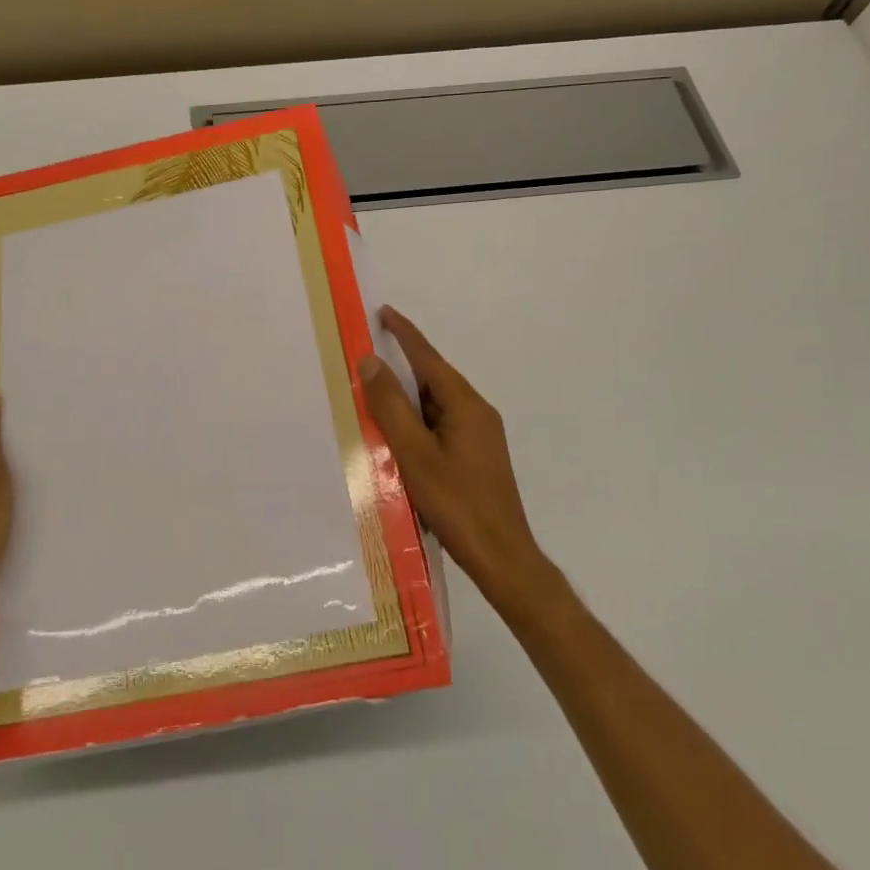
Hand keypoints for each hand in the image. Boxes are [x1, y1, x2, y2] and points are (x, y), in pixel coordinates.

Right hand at [359, 308, 548, 610]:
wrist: (502, 557)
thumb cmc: (456, 503)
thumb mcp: (414, 453)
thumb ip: (391, 406)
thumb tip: (371, 362)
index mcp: (466, 405)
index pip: (429, 358)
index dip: (405, 334)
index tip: (384, 312)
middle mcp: (477, 412)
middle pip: (433, 379)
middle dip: (402, 367)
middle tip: (366, 359)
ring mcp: (480, 436)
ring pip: (437, 405)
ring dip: (408, 399)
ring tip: (374, 398)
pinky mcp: (477, 457)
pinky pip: (441, 425)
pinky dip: (418, 421)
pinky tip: (398, 437)